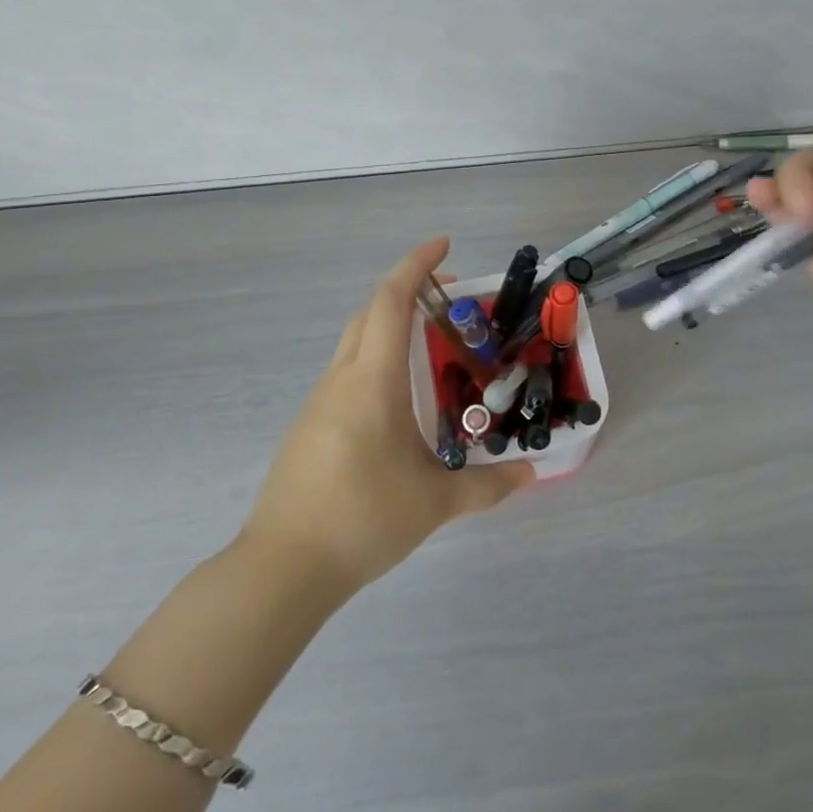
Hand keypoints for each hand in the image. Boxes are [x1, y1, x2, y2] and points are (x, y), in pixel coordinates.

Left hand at [240, 237, 534, 595]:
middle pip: (371, 311)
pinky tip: (400, 400)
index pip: (391, 300)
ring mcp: (320, 401)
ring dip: (391, 327)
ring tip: (434, 348)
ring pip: (356, 341)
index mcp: (373, 379)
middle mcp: (342, 378)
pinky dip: (377, 360)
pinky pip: (348, 372)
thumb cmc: (362, 518)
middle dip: (408, 291)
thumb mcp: (435, 502)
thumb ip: (487, 485)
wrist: (282, 567)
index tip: (445, 244)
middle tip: (451, 299)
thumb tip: (530, 474)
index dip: (417, 264)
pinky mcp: (310, 425)